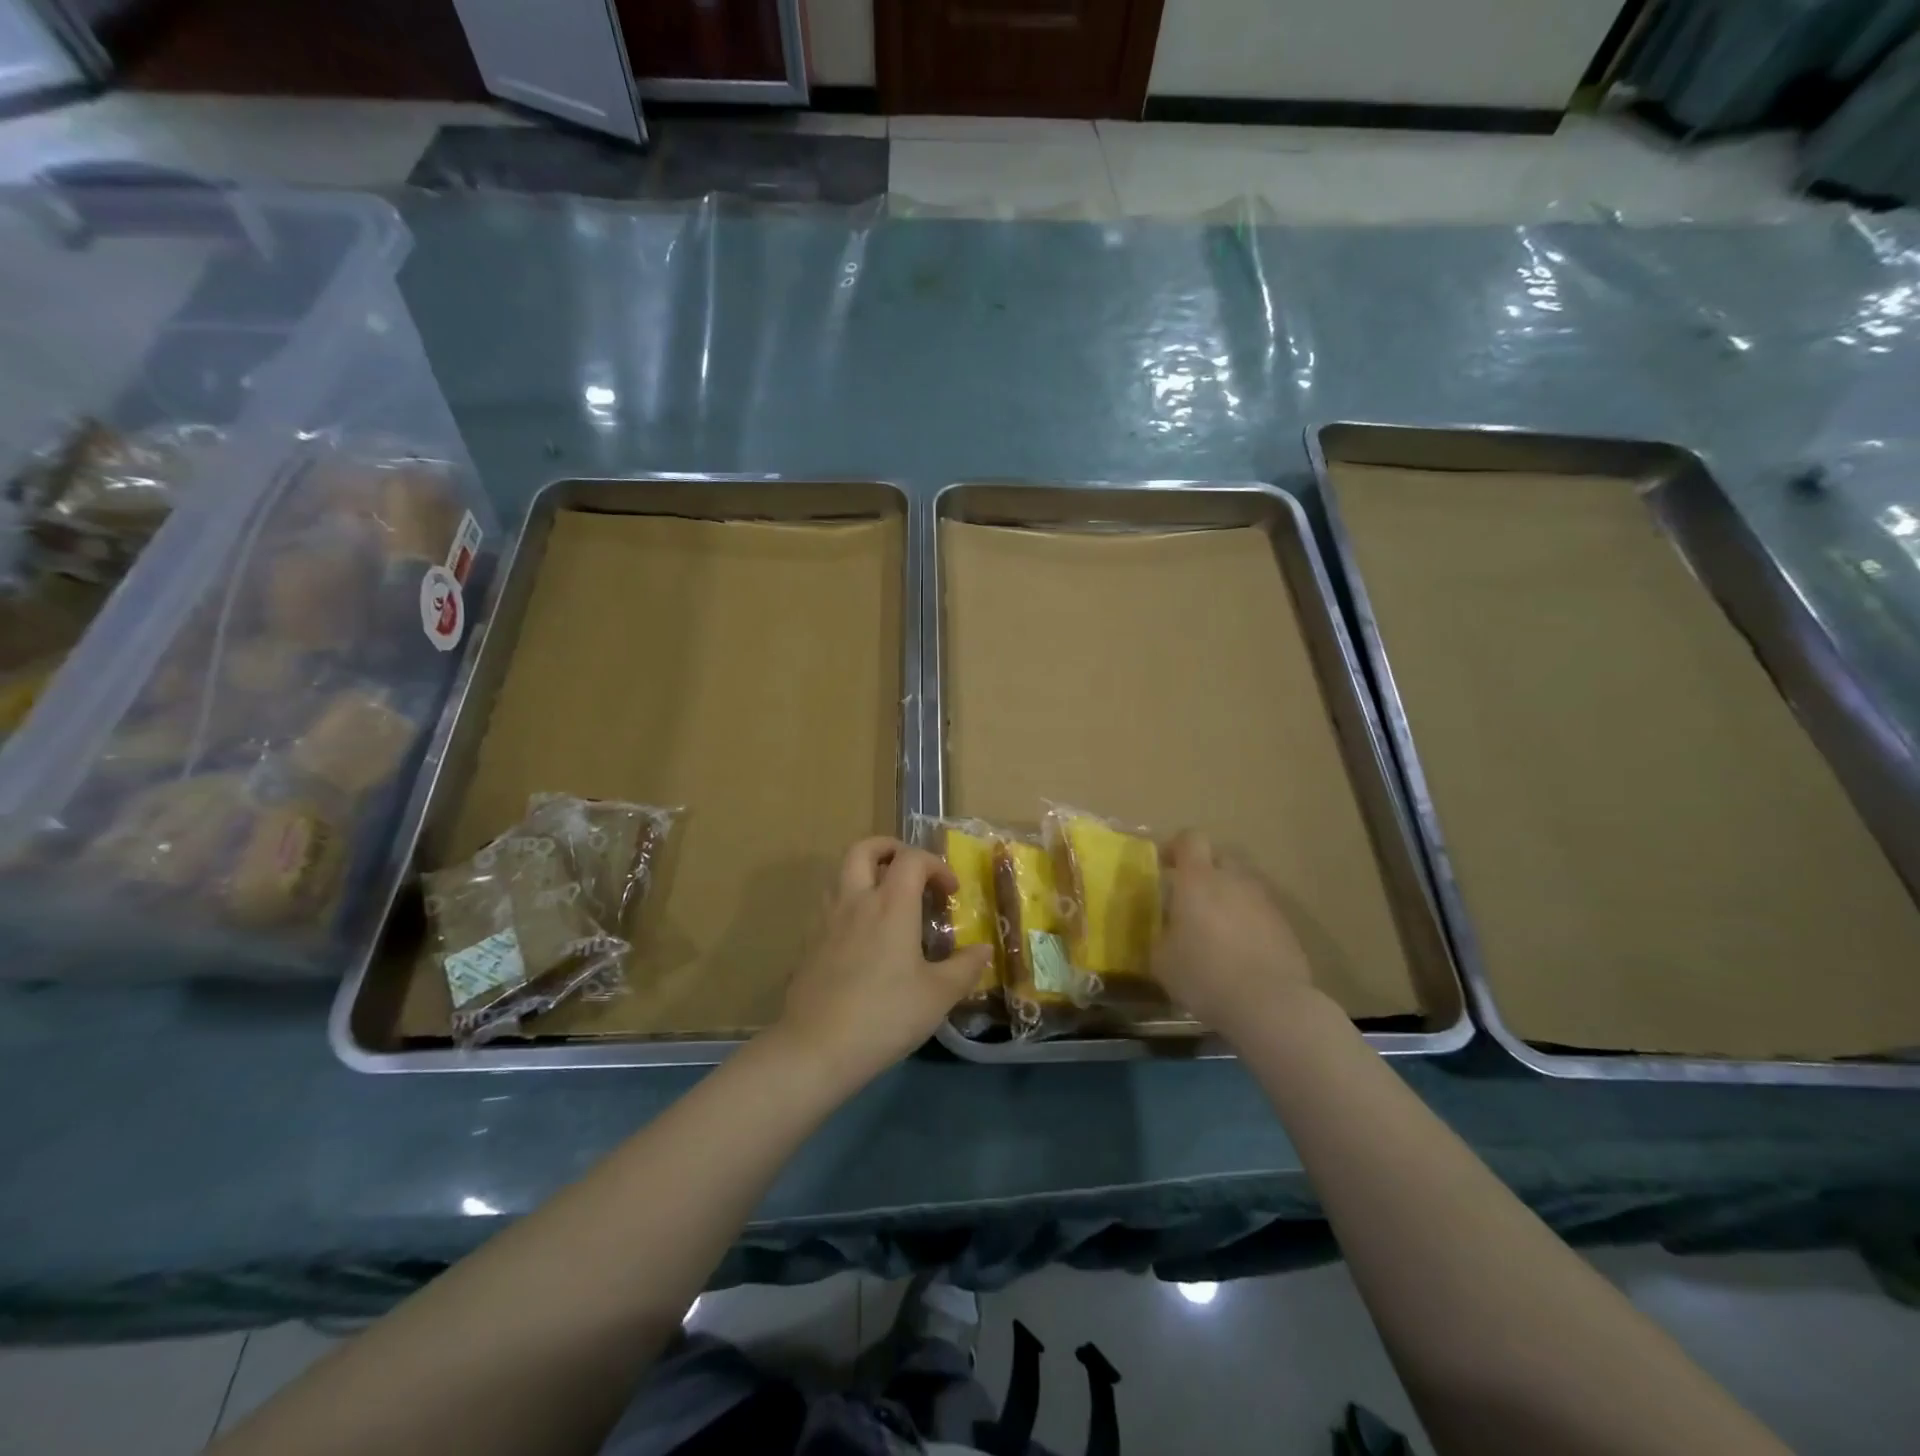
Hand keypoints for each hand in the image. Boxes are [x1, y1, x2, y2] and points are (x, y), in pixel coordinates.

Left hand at [774, 837, 993, 1087]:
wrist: (817, 1047)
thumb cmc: (886, 1015)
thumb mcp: (938, 995)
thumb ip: (965, 967)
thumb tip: (984, 950)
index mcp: (891, 904)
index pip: (912, 859)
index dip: (936, 866)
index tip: (950, 892)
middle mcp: (856, 901)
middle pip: (864, 849)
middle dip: (890, 849)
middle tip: (911, 870)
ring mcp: (827, 920)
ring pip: (842, 873)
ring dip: (867, 873)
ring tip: (888, 901)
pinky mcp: (810, 943)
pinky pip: (831, 905)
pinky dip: (851, 904)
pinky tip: (864, 937)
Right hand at [1153, 830, 1320, 1033]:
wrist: (1269, 1004)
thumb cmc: (1204, 975)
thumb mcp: (1161, 959)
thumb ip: (1161, 933)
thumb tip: (1165, 927)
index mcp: (1198, 879)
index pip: (1190, 839)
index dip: (1175, 847)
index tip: (1163, 866)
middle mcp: (1234, 880)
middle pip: (1220, 857)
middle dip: (1204, 870)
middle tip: (1190, 898)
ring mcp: (1264, 901)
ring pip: (1242, 885)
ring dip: (1228, 897)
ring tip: (1216, 928)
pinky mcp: (1286, 926)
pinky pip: (1260, 911)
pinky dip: (1248, 921)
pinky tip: (1241, 951)